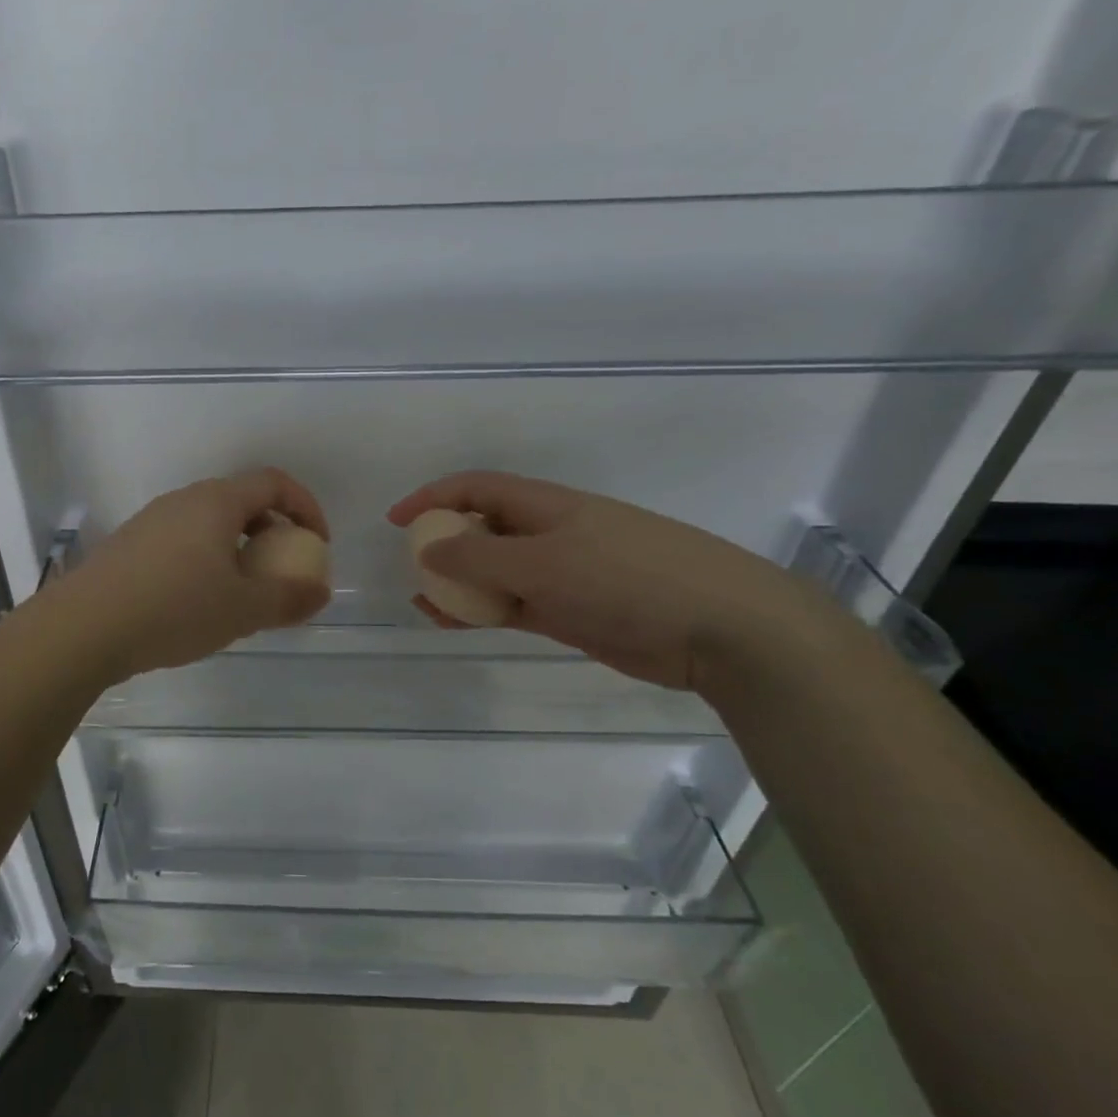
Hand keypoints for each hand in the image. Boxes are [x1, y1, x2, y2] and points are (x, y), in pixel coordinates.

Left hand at [52, 469, 331, 682]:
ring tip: (241, 593)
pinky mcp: (129, 545)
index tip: (317, 544)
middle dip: (271, 531)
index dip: (305, 507)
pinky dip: (205, 560)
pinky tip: (197, 603)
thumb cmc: (174, 609)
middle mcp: (183, 500)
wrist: (84, 627)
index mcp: (216, 502)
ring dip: (237, 549)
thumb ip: (288, 599)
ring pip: (209, 523)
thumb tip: (320, 592)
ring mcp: (151, 521)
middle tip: (281, 570)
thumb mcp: (242, 609)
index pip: (274, 483)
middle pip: (241, 500)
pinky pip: (182, 541)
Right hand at [388, 471, 832, 690]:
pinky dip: (485, 610)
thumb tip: (427, 551)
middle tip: (413, 569)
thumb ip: (478, 560)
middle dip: (444, 544)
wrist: (720, 628)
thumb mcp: (542, 565)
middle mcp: (550, 532)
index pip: (476, 488)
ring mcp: (563, 572)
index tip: (396, 522)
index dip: (433, 497)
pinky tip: (459, 622)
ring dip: (460, 584)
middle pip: (483, 528)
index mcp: (545, 505)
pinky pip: (515, 603)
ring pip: (496, 571)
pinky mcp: (573, 610)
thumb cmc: (626, 579)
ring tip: (427, 603)